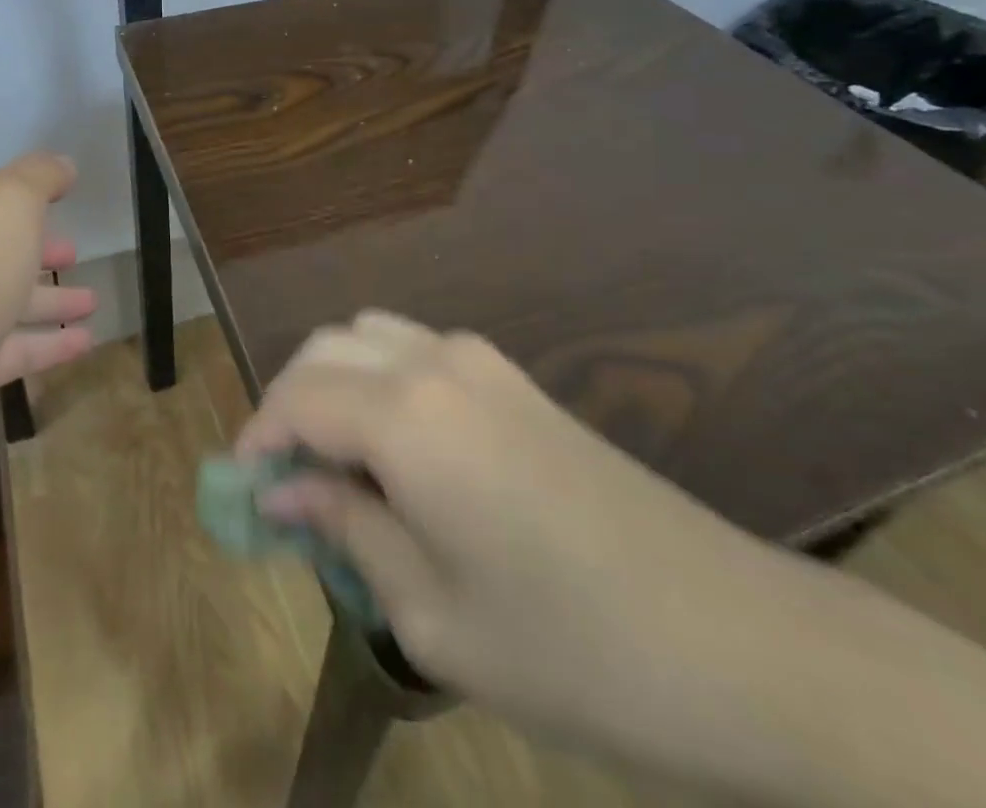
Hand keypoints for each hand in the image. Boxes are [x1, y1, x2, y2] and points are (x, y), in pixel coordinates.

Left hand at [0, 151, 96, 495]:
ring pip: (9, 304)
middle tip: (80, 255)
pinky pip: (12, 354)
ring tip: (95, 303)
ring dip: (50, 301)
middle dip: (40, 251)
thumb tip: (62, 164)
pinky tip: (84, 346)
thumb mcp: (7, 205)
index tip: (70, 193)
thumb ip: (38, 178)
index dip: (34, 194)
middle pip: (0, 251)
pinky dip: (47, 347)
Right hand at [237, 311, 771, 751]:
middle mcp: (434, 362)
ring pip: (368, 337)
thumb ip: (344, 531)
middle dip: (287, 404)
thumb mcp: (432, 613)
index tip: (243, 492)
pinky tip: (397, 450)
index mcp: (406, 415)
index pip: (296, 398)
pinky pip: (414, 350)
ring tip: (335, 463)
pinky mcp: (513, 377)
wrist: (742, 643)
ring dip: (332, 384)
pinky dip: (378, 379)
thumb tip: (281, 492)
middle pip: (324, 350)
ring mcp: (480, 361)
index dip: (257, 438)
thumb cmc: (572, 648)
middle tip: (283, 482)